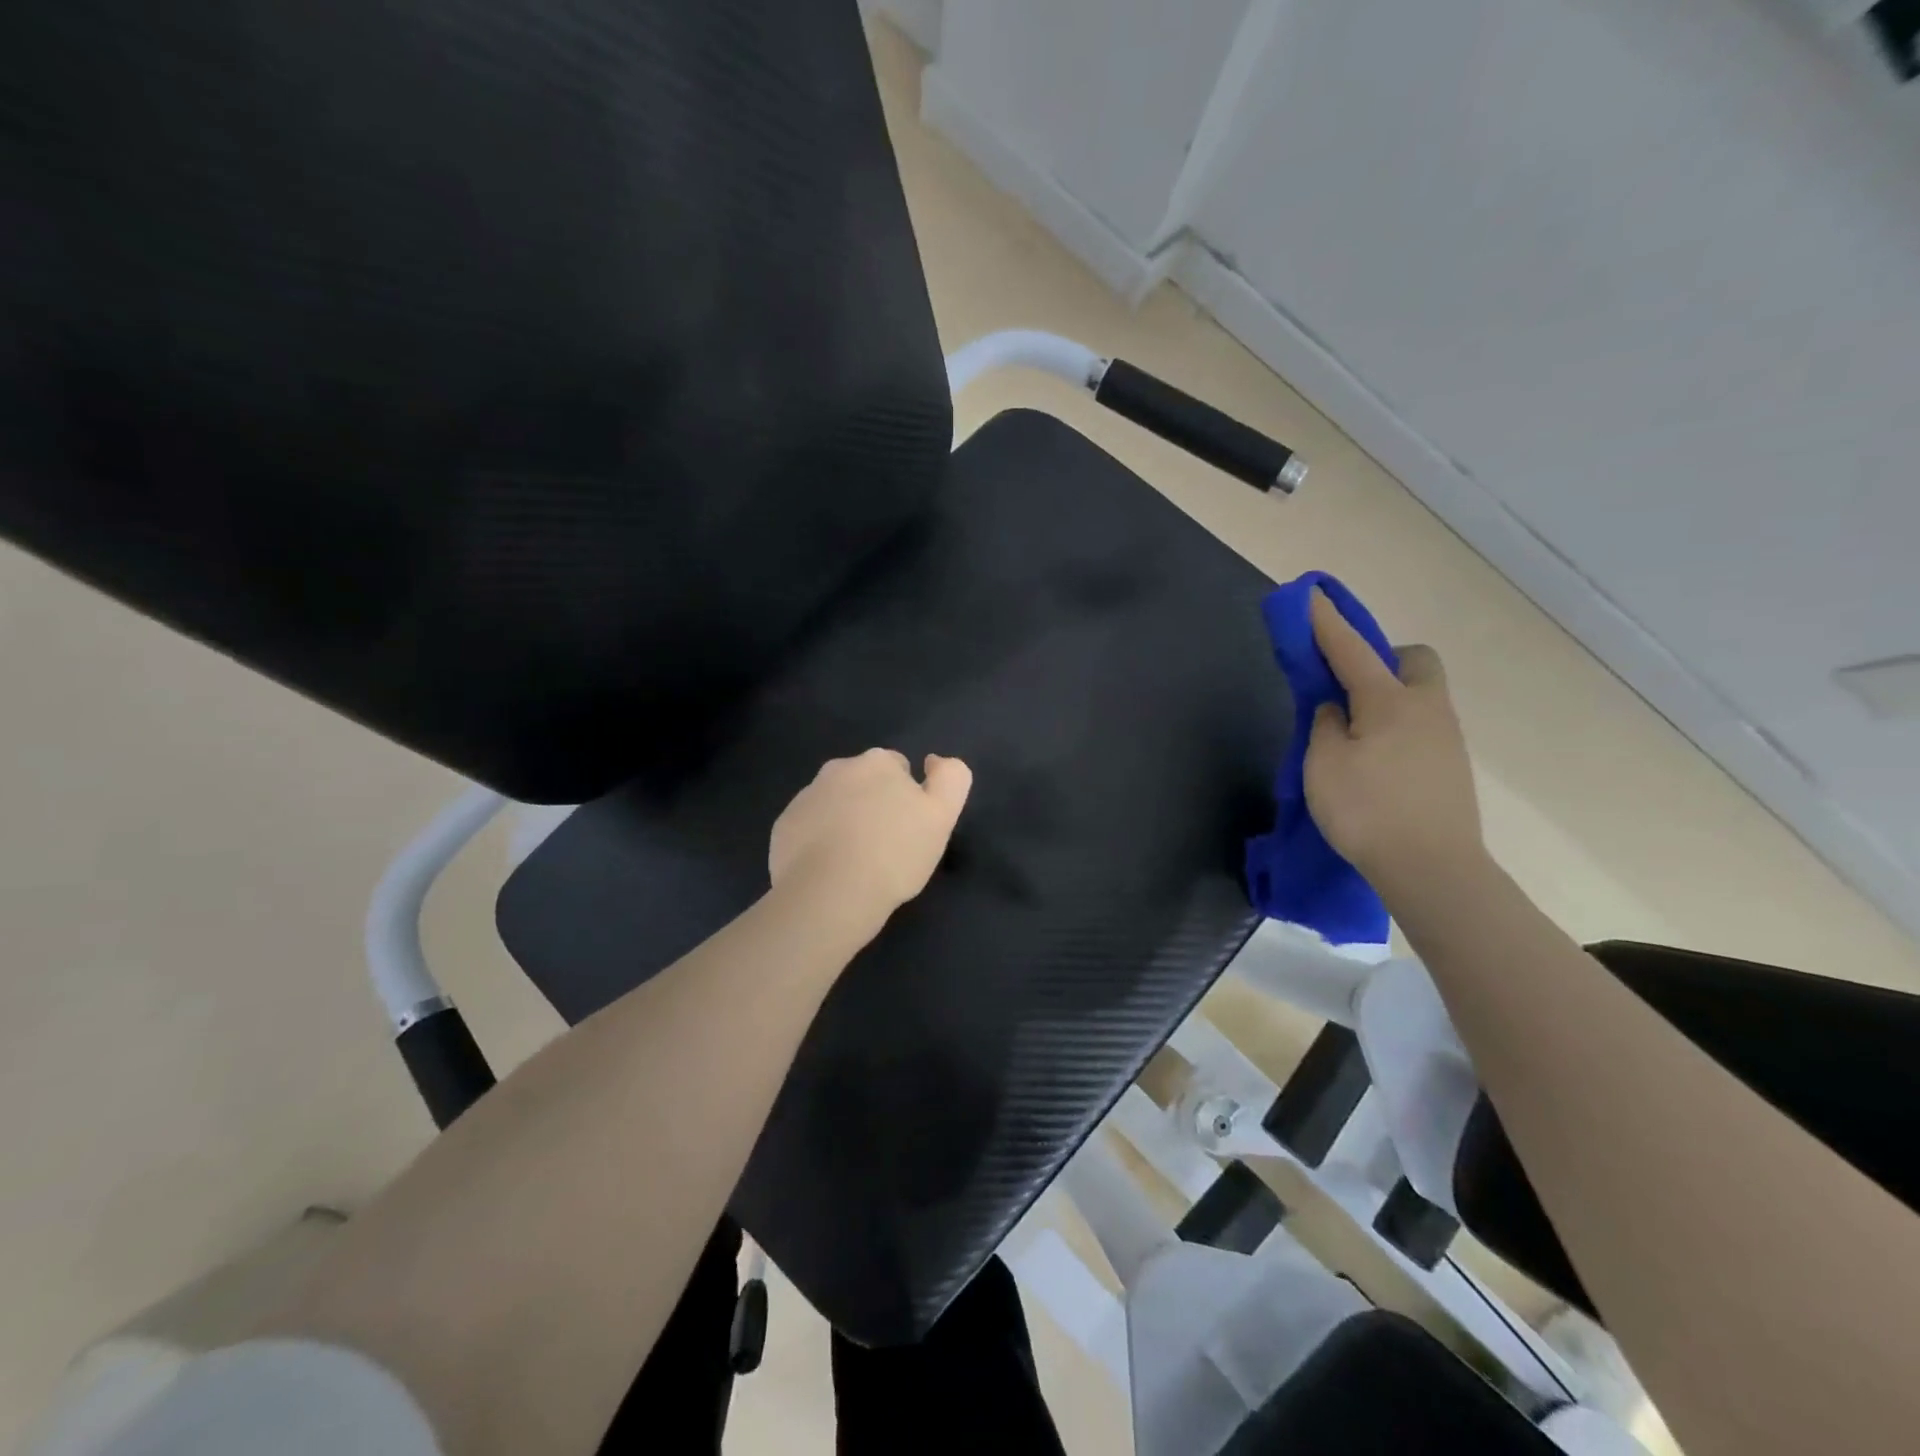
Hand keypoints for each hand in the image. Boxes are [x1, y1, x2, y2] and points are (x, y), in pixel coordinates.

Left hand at [769, 748, 973, 926]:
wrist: (830, 894)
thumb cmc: (894, 853)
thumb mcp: (942, 815)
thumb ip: (951, 778)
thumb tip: (934, 761)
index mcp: (877, 762)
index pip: (899, 768)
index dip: (908, 797)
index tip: (910, 829)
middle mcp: (837, 769)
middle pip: (863, 783)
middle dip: (873, 805)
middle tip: (886, 846)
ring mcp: (805, 797)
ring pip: (834, 804)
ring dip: (845, 822)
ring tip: (857, 862)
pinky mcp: (783, 827)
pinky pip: (809, 829)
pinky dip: (819, 842)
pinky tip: (830, 870)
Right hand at [1303, 589, 1483, 890]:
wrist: (1433, 870)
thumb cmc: (1367, 810)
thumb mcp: (1323, 764)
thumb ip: (1325, 726)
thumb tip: (1336, 709)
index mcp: (1390, 701)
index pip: (1350, 649)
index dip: (1325, 622)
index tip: (1309, 594)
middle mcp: (1426, 708)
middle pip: (1413, 661)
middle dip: (1382, 658)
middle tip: (1347, 685)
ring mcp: (1447, 738)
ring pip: (1420, 696)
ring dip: (1387, 696)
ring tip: (1353, 733)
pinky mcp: (1451, 768)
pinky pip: (1422, 726)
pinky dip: (1397, 726)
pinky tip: (1376, 760)